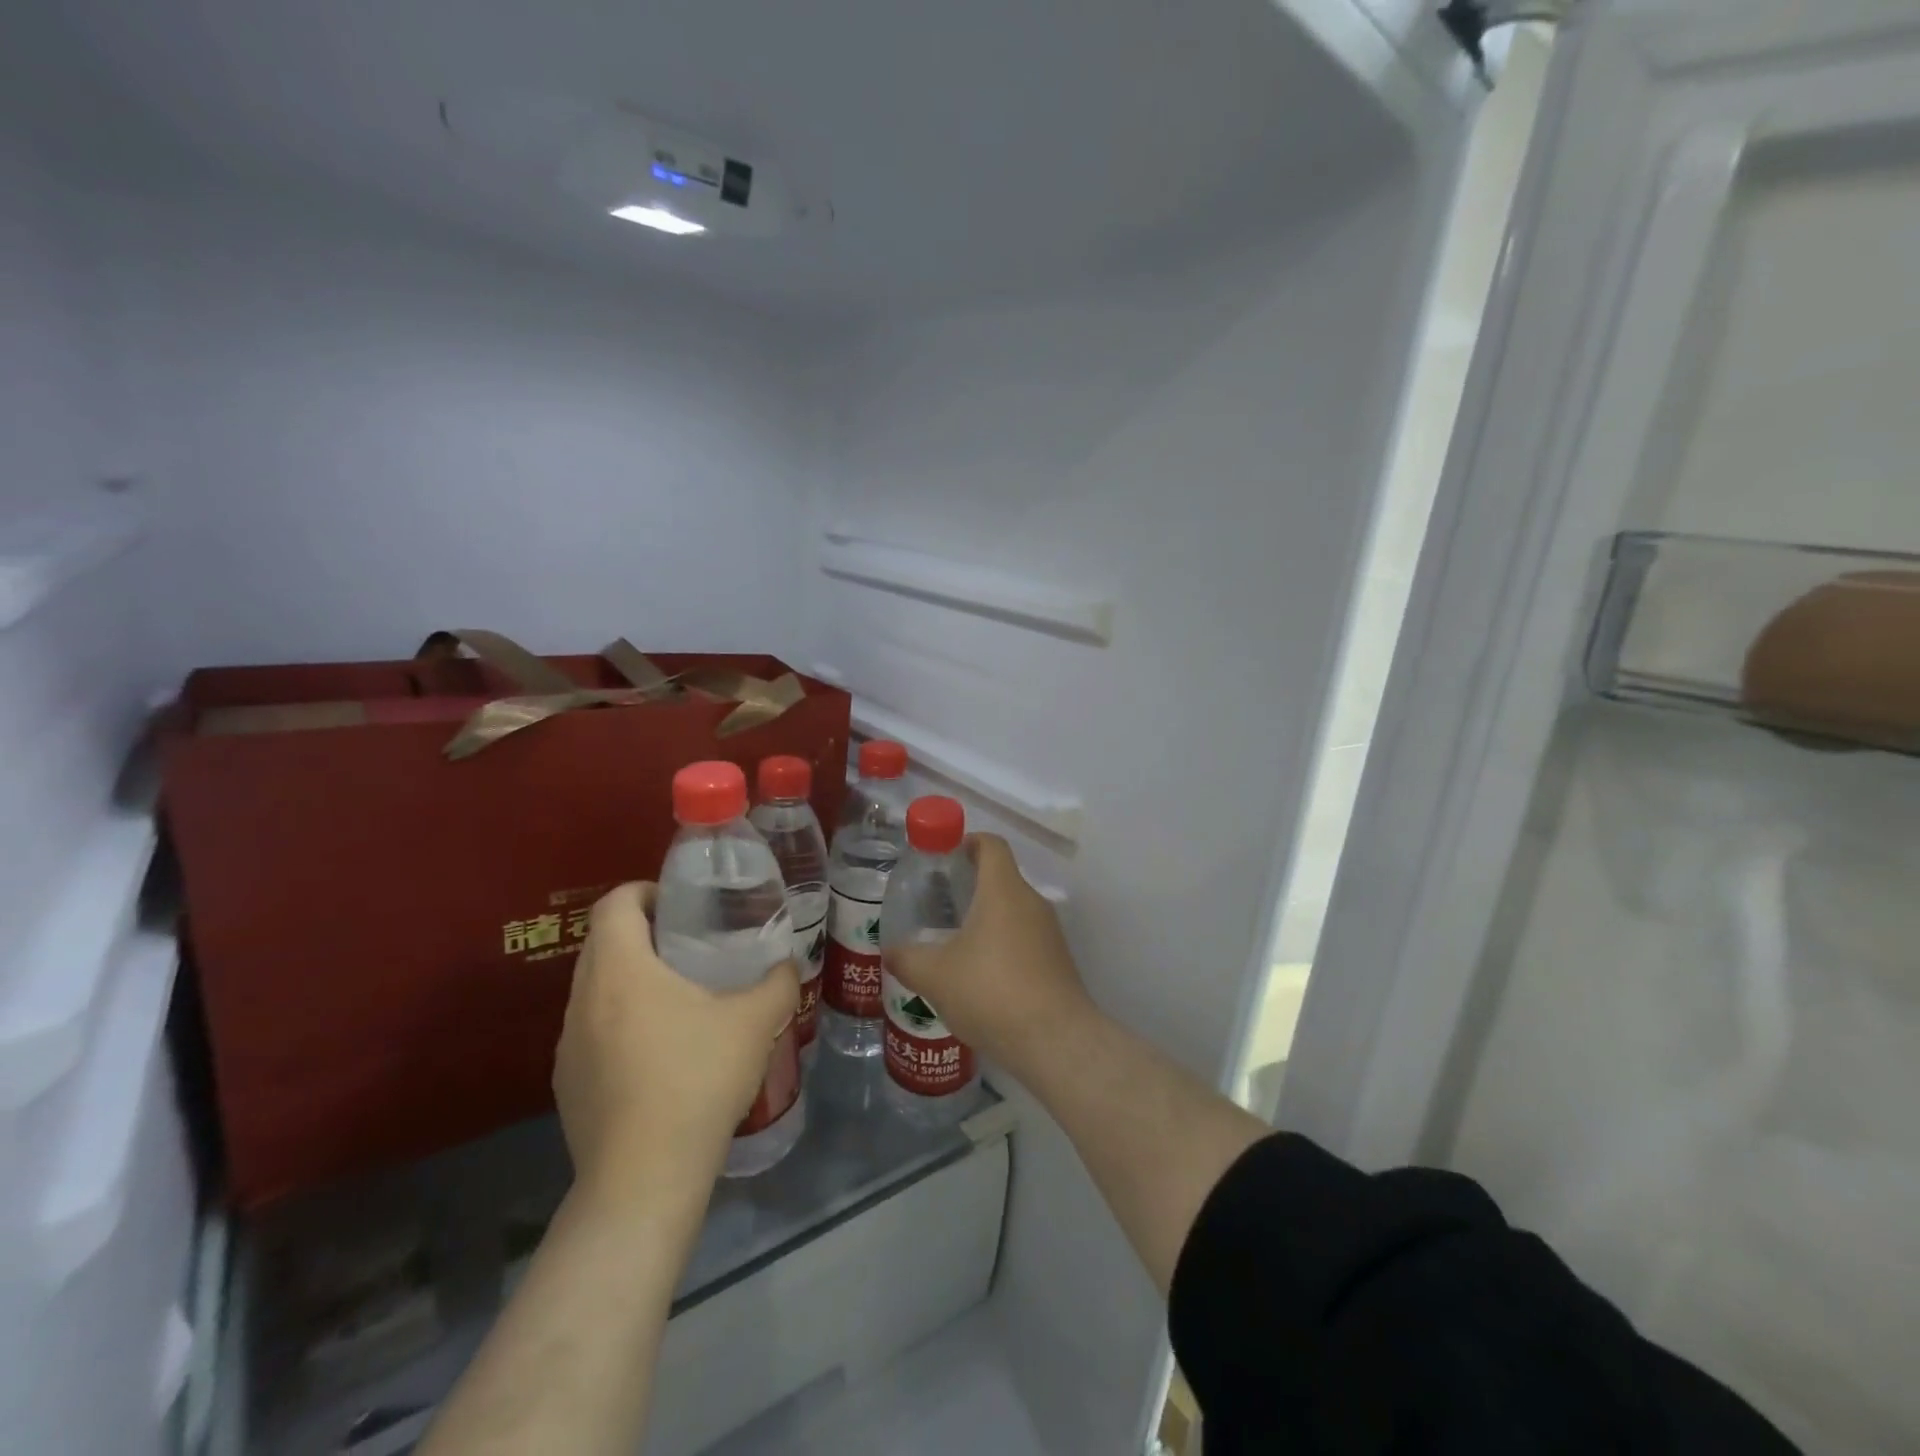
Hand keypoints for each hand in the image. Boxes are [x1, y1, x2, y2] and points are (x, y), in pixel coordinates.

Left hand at [554, 883, 799, 1207]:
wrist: (644, 1178)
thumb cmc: (698, 1080)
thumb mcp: (756, 1022)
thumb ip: (778, 982)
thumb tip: (785, 966)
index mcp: (620, 970)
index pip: (614, 903)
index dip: (645, 891)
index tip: (681, 904)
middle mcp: (583, 999)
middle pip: (602, 942)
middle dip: (643, 933)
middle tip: (690, 945)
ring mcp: (569, 1045)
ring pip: (595, 988)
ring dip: (630, 980)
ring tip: (679, 999)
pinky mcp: (567, 1084)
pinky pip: (592, 1031)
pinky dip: (620, 1022)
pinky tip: (660, 1053)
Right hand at [884, 834, 1092, 1072]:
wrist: (1055, 1041)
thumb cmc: (991, 992)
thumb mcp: (935, 976)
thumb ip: (907, 959)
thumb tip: (890, 951)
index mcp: (1003, 890)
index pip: (992, 845)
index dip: (969, 842)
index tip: (945, 855)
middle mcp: (1031, 902)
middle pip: (1002, 878)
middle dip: (971, 886)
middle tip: (938, 904)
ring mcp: (1050, 933)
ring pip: (1013, 911)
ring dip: (986, 919)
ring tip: (954, 943)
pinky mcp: (1058, 962)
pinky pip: (1025, 939)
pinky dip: (1002, 945)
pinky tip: (980, 976)